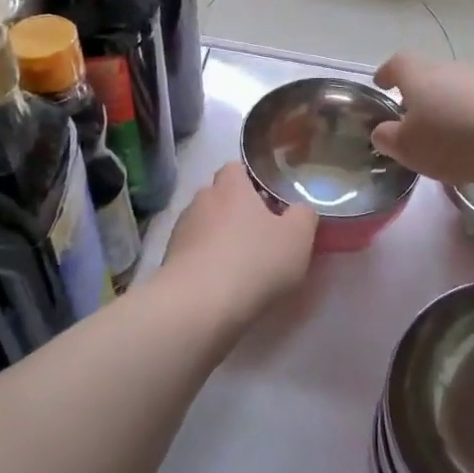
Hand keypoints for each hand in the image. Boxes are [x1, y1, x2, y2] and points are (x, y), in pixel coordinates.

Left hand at [161, 163, 317, 316]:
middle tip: (259, 234)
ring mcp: (181, 231)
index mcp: (231, 187)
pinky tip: (220, 282)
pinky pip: (192, 253)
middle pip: (218, 197)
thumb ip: (303, 216)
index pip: (235, 168)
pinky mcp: (169, 260)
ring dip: (219, 238)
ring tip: (239, 263)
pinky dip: (205, 262)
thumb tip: (299, 210)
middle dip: (235, 211)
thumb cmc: (255, 261)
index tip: (268, 200)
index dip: (251, 180)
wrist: (200, 304)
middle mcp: (201, 201)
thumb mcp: (298, 238)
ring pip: (204, 226)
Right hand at [370, 52, 473, 186]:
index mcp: (419, 76)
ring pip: (454, 88)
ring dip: (445, 106)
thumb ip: (388, 138)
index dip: (387, 73)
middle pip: (427, 75)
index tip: (381, 84)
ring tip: (443, 134)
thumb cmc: (453, 140)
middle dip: (417, 94)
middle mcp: (449, 68)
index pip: (397, 63)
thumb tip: (382, 131)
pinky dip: (469, 115)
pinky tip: (472, 139)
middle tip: (411, 119)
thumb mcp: (408, 148)